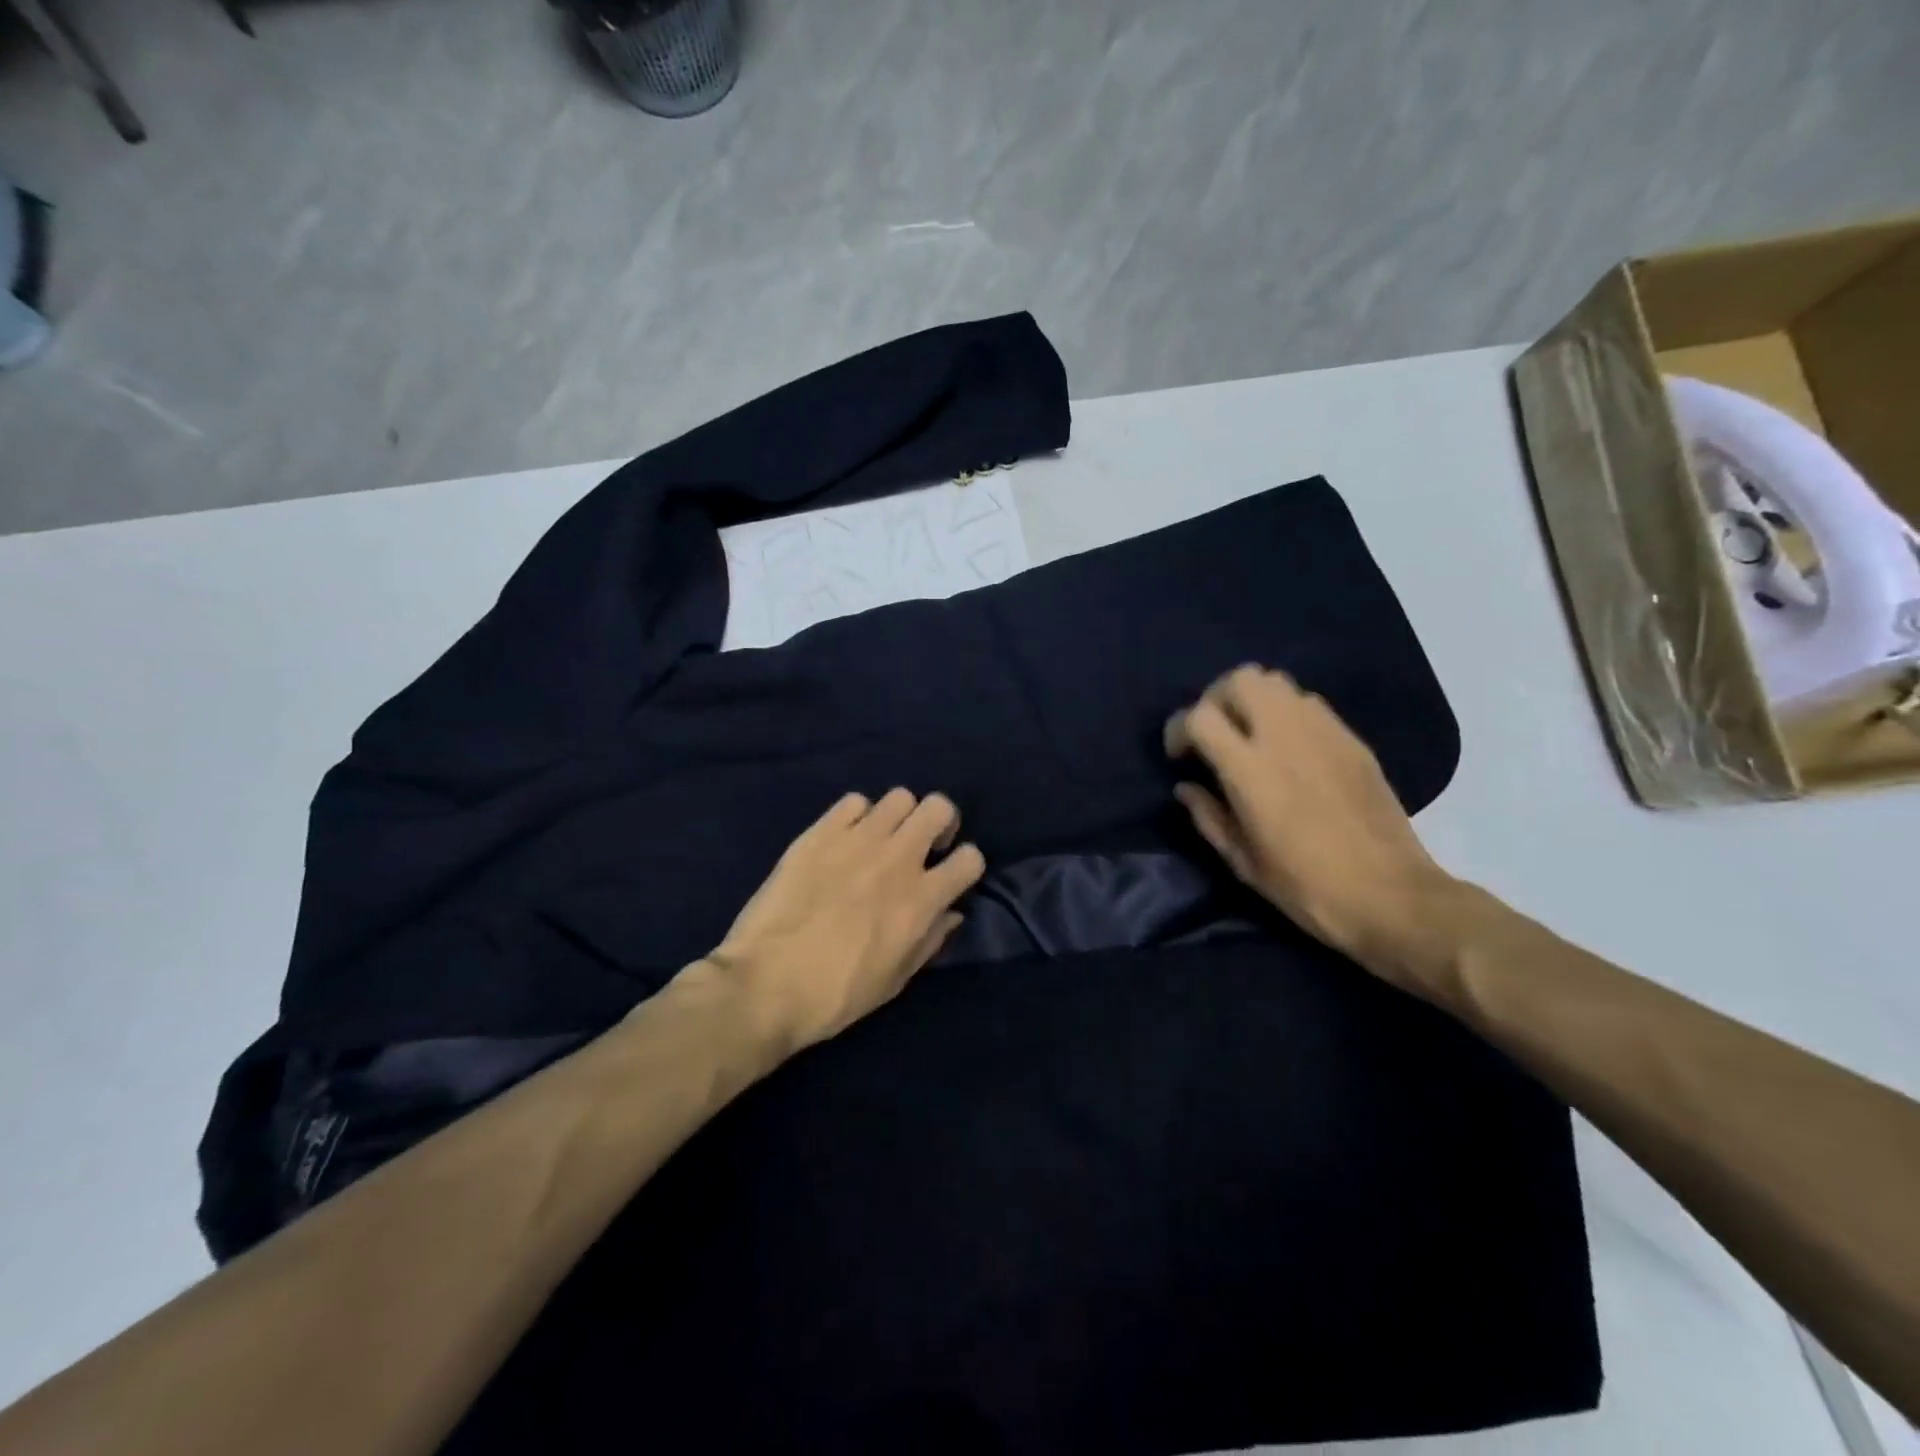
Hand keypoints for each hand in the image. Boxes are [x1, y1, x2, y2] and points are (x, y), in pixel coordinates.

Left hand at [697, 789, 986, 1053]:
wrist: (764, 986)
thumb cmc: (835, 996)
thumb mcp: (895, 980)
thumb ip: (930, 941)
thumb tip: (951, 912)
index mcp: (921, 900)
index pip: (971, 858)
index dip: (966, 865)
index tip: (949, 876)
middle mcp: (897, 860)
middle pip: (939, 807)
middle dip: (939, 823)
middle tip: (922, 845)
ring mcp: (856, 840)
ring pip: (899, 797)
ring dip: (899, 817)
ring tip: (881, 840)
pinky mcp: (819, 833)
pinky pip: (853, 802)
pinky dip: (857, 816)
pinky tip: (843, 839)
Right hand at [1164, 665, 1457, 982]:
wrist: (1391, 896)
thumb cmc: (1306, 887)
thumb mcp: (1242, 861)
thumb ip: (1207, 816)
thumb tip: (1186, 788)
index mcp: (1250, 770)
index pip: (1200, 717)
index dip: (1179, 728)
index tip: (1181, 756)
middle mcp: (1285, 736)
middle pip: (1240, 679)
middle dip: (1216, 698)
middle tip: (1213, 733)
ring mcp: (1323, 732)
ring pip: (1276, 682)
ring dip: (1252, 700)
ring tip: (1249, 735)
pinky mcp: (1351, 739)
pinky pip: (1308, 703)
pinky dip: (1285, 712)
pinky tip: (1288, 748)